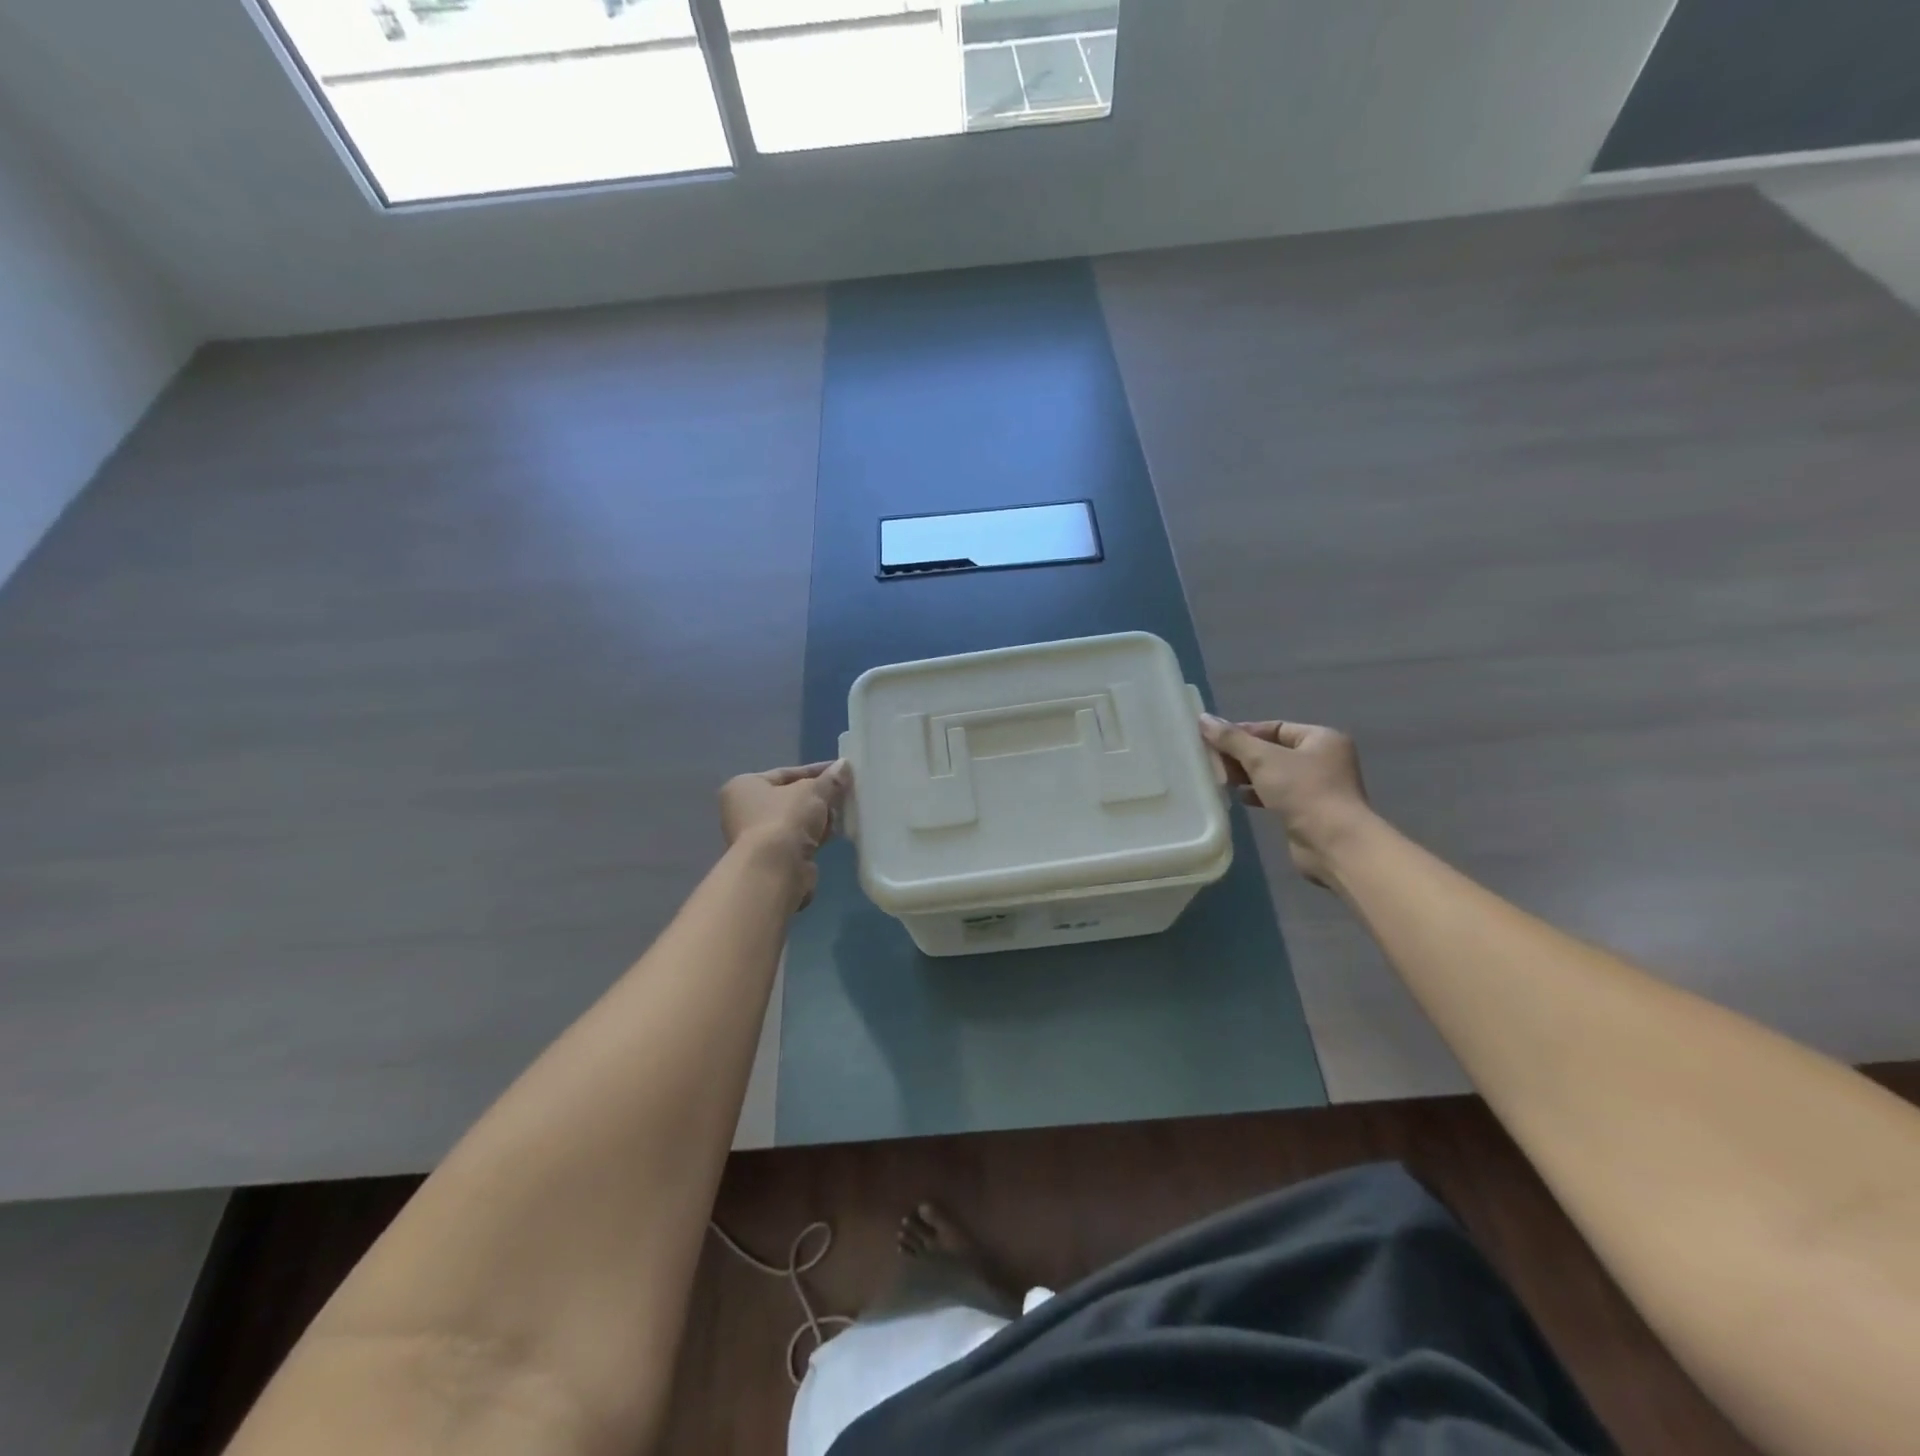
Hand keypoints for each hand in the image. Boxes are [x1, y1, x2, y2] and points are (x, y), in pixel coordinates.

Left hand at [718, 760, 849, 905]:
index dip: (815, 771)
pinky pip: (799, 839)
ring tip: (843, 814)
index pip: (786, 773)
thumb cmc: (786, 818)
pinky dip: (815, 836)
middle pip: (791, 797)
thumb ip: (830, 780)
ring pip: (796, 820)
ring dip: (819, 817)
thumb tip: (845, 765)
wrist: (776, 869)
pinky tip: (833, 833)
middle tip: (845, 794)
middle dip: (819, 796)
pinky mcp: (773, 858)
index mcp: (745, 786)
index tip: (840, 771)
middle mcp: (745, 810)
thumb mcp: (813, 791)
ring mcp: (757, 837)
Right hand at [1198, 715, 1372, 886]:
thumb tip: (1204, 719)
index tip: (1215, 740)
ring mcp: (1318, 787)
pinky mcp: (1309, 811)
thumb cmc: (1303, 791)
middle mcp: (1323, 759)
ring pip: (1274, 774)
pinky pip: (1278, 795)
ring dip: (1248, 776)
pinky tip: (1239, 797)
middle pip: (1273, 750)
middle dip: (1243, 756)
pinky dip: (1258, 794)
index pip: (1275, 727)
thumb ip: (1232, 739)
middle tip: (1213, 761)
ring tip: (1221, 779)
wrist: (1333, 843)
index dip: (1244, 732)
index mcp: (1321, 738)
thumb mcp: (1263, 759)